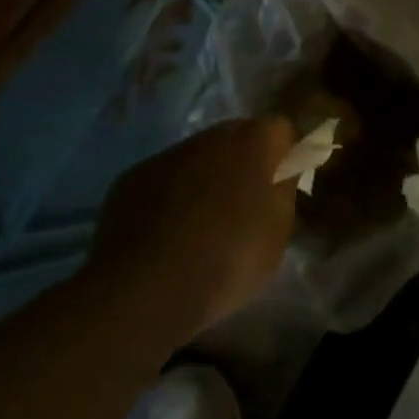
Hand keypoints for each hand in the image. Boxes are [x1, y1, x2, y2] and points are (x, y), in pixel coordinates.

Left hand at [89, 118, 297, 344]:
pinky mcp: (133, 176)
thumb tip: (281, 174)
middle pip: (236, 136)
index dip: (285, 154)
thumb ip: (283, 192)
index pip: (280, 129)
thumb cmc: (227, 260)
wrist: (146, 288)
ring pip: (198, 156)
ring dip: (206, 177)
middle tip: (247, 204)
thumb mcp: (278, 234)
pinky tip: (169, 233)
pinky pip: (165, 178)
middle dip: (245, 162)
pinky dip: (171, 195)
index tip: (285, 183)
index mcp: (252, 143)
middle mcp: (209, 136)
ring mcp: (167, 154)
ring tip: (204, 224)